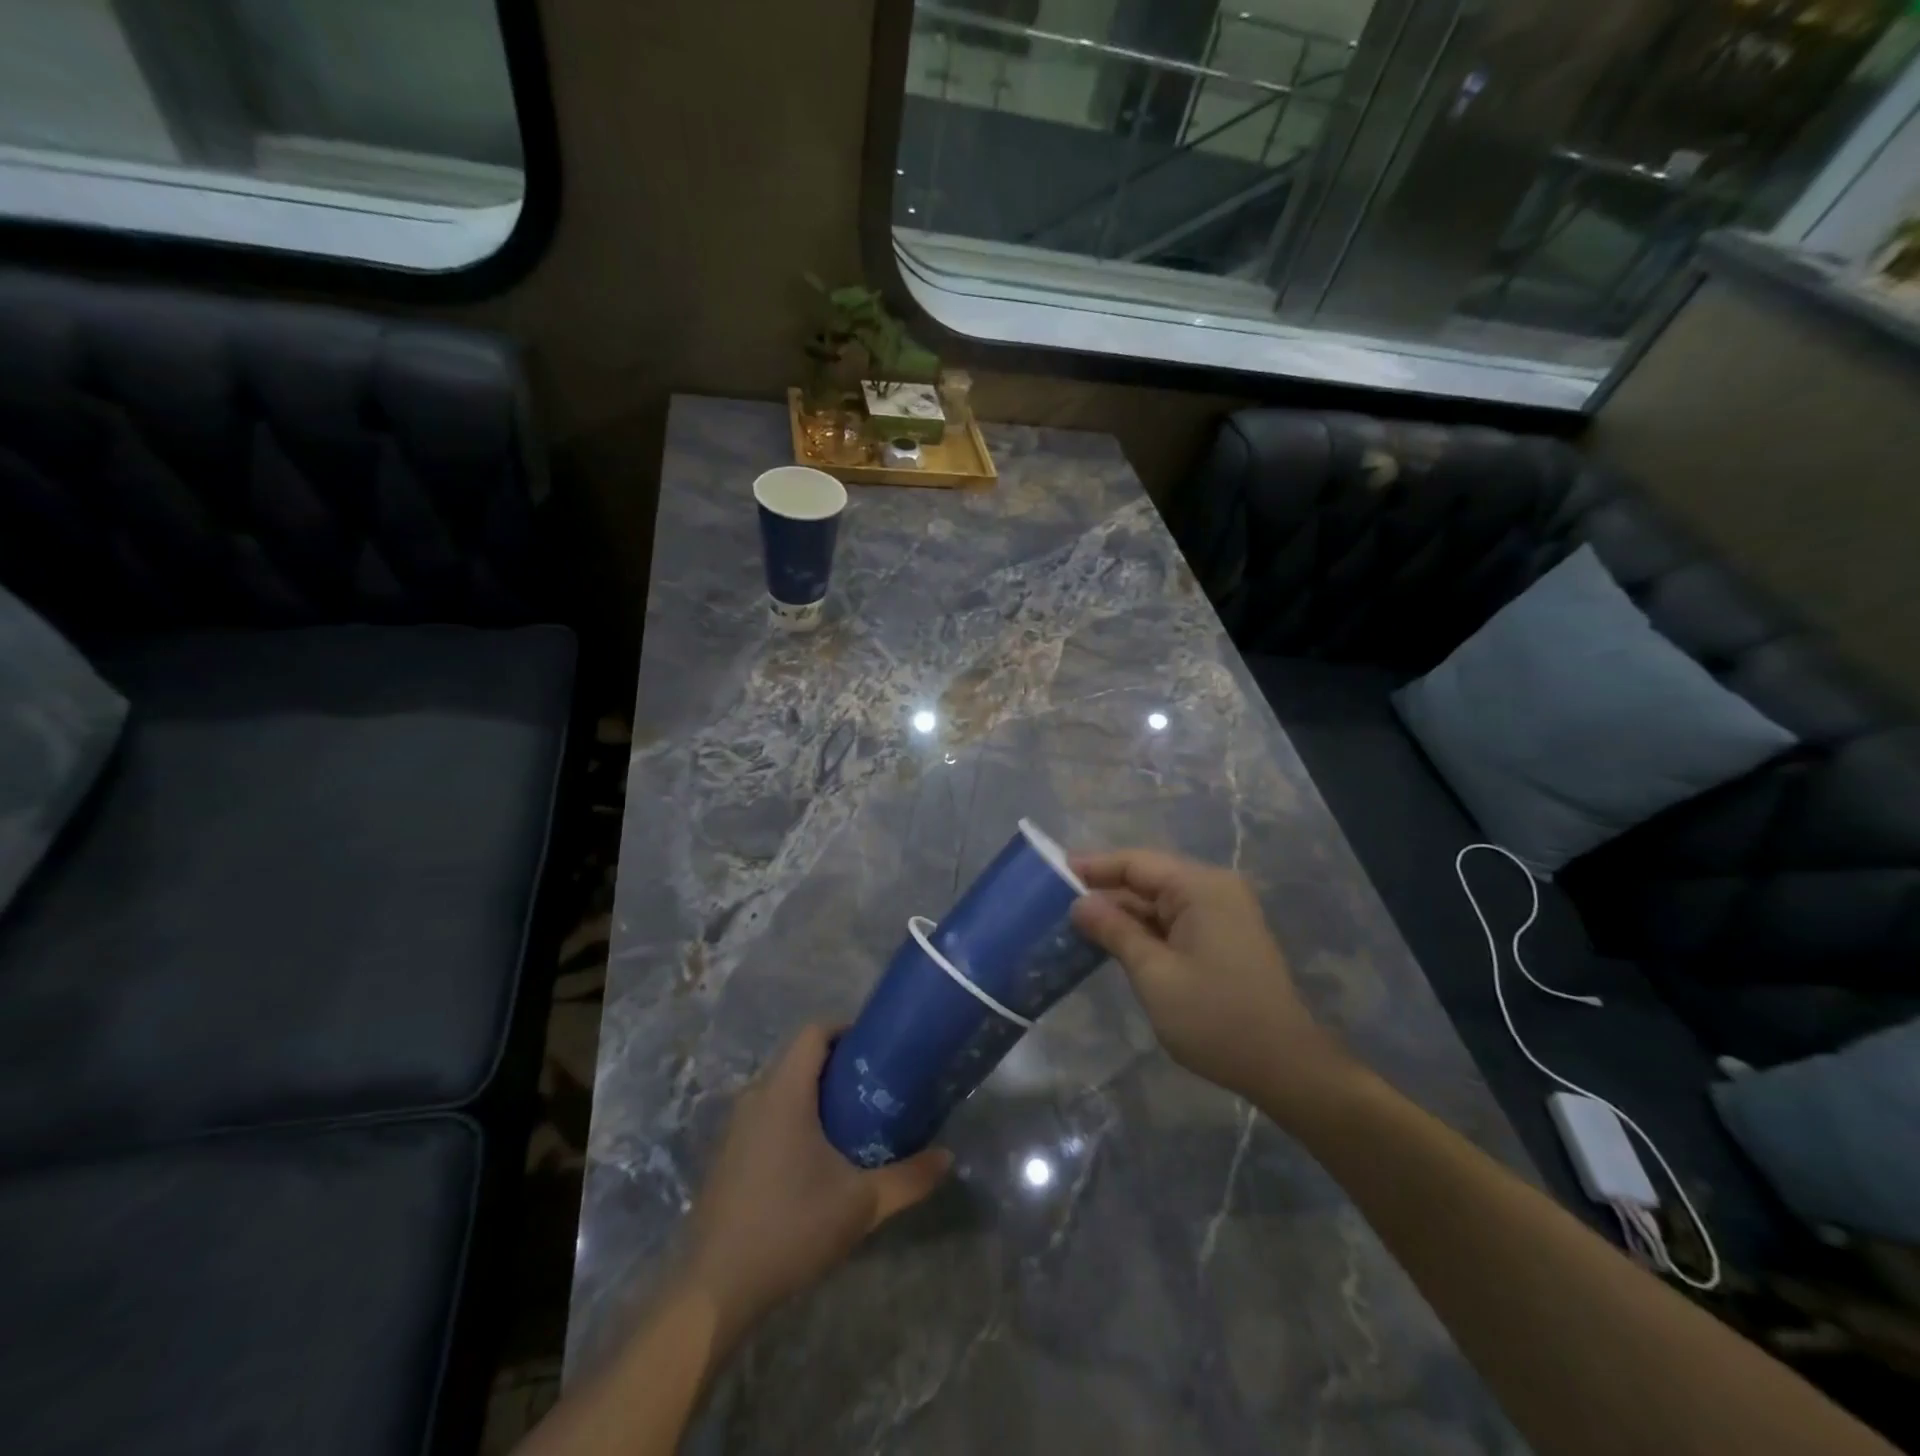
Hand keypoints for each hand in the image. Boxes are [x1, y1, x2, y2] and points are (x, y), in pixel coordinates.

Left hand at [679, 1024, 951, 1349]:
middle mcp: (756, 1097)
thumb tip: (948, 1158)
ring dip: (813, 1093)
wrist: (716, 1290)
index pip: (814, 1032)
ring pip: (780, 1088)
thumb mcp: (861, 1204)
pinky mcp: (727, 1156)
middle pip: (798, 1058)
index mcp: (785, 1092)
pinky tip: (814, 1157)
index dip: (846, 1029)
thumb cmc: (791, 1228)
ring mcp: (735, 1127)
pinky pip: (765, 1115)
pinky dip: (792, 1117)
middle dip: (836, 1064)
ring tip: (851, 1119)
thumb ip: (908, 1178)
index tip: (877, 1047)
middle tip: (874, 1085)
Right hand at [1069, 849, 1351, 1110]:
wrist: (1285, 1067)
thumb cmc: (1215, 1019)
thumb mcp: (1154, 975)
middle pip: (1147, 879)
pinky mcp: (1222, 937)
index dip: (1093, 866)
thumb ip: (1115, 931)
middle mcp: (1213, 890)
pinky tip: (1113, 943)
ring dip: (1122, 914)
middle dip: (1104, 892)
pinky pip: (1173, 921)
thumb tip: (1079, 903)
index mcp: (1201, 888)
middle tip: (1055, 904)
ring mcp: (1221, 913)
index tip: (1052, 871)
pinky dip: (1144, 930)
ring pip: (1158, 902)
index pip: (1136, 862)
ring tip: (1075, 925)